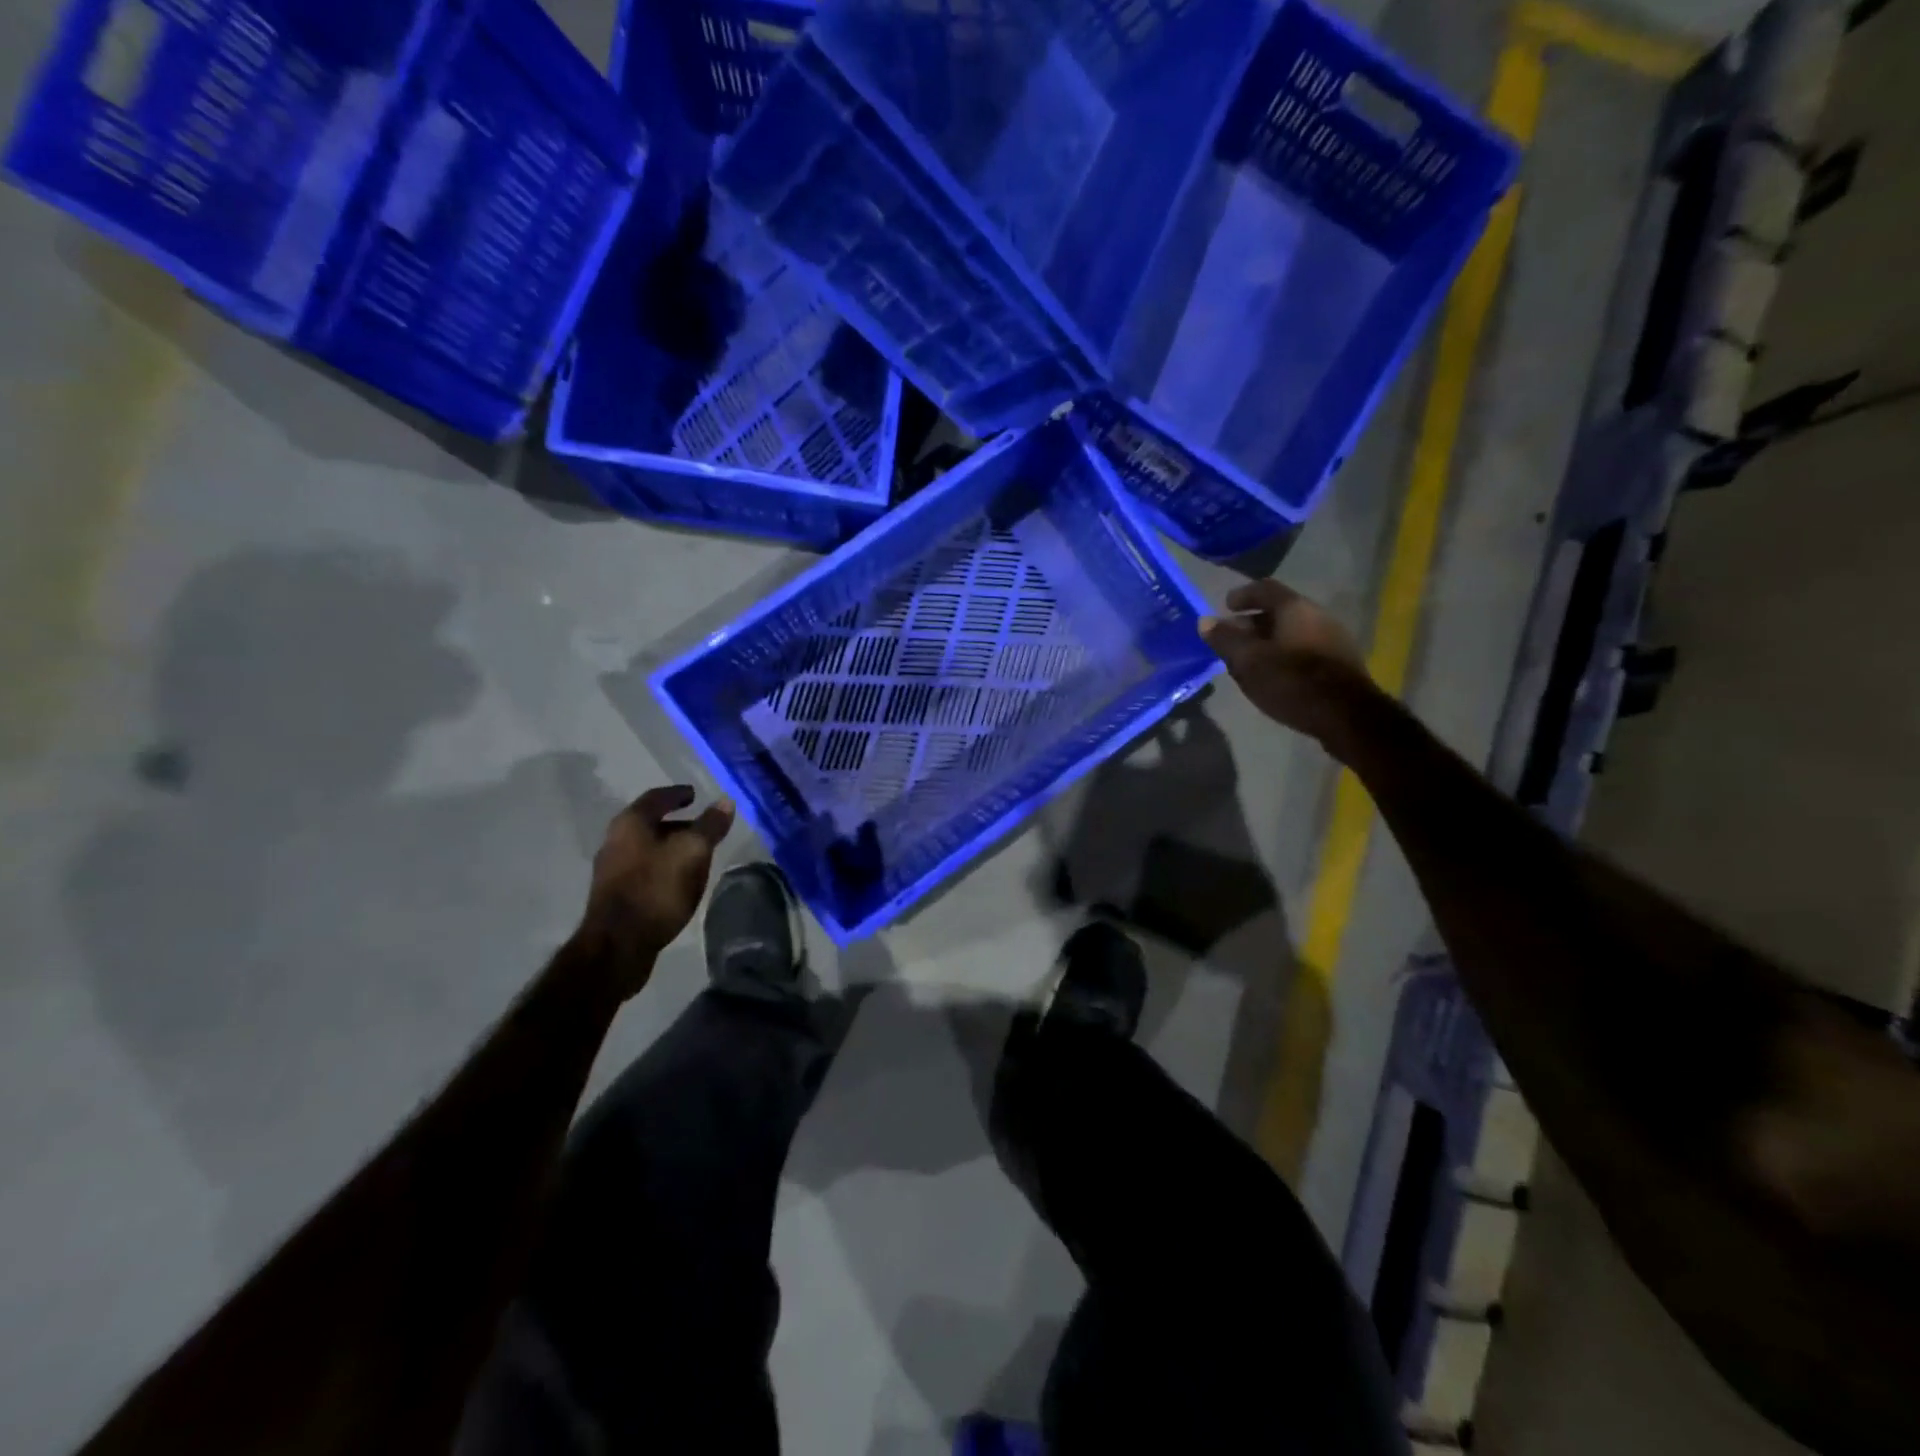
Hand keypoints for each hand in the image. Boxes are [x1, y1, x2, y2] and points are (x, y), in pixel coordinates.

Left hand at [581, 786, 735, 975]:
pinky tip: (679, 879)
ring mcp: (612, 868)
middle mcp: (615, 840)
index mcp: (631, 823)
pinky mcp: (615, 894)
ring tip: (696, 855)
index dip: (678, 794)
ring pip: (647, 847)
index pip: (657, 797)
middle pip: (650, 822)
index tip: (695, 795)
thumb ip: (710, 826)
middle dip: (677, 823)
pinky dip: (663, 865)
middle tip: (702, 827)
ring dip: (671, 846)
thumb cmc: (657, 888)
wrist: (618, 944)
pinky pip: (644, 868)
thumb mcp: (693, 852)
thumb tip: (725, 802)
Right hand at [1199, 580, 1372, 743]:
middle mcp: (1318, 615)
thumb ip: (1225, 639)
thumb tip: (1205, 621)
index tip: (1225, 606)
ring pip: (1292, 631)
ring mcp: (1333, 638)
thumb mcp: (1248, 661)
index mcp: (1295, 608)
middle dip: (1252, 623)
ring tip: (1249, 660)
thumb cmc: (1291, 681)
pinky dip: (1284, 654)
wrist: (1346, 715)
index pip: (1265, 588)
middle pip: (1280, 611)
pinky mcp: (1340, 662)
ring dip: (1268, 641)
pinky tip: (1274, 674)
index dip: (1242, 595)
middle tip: (1231, 639)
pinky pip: (1304, 648)